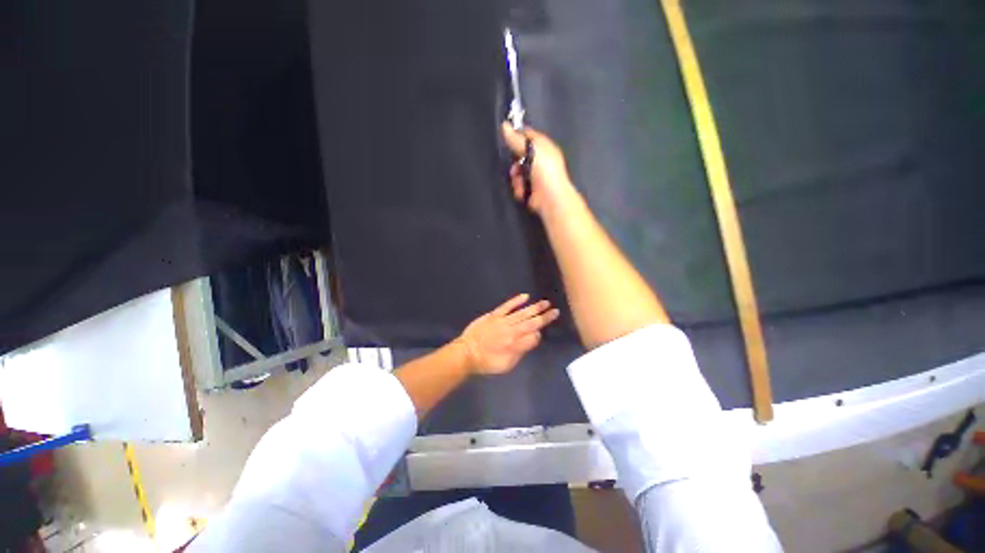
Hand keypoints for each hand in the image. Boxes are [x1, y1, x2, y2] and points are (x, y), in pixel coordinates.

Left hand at [458, 293, 559, 374]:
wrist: (467, 352)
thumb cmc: (488, 362)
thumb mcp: (507, 365)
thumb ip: (521, 351)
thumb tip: (533, 339)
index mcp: (515, 345)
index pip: (534, 337)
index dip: (539, 334)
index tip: (540, 333)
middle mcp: (512, 331)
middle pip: (532, 322)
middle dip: (544, 317)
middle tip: (556, 311)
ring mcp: (503, 321)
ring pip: (522, 313)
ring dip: (535, 307)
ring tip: (546, 303)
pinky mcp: (494, 315)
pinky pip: (507, 306)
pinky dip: (516, 301)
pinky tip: (526, 296)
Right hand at [501, 123, 578, 216]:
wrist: (551, 198)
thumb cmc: (545, 171)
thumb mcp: (532, 150)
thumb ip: (517, 139)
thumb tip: (504, 125)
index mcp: (543, 147)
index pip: (527, 135)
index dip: (516, 136)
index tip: (506, 138)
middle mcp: (539, 160)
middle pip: (519, 155)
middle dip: (514, 161)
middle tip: (514, 166)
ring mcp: (534, 176)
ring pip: (517, 172)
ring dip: (516, 178)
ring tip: (520, 182)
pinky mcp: (530, 189)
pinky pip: (518, 185)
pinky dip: (519, 189)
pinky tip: (523, 191)